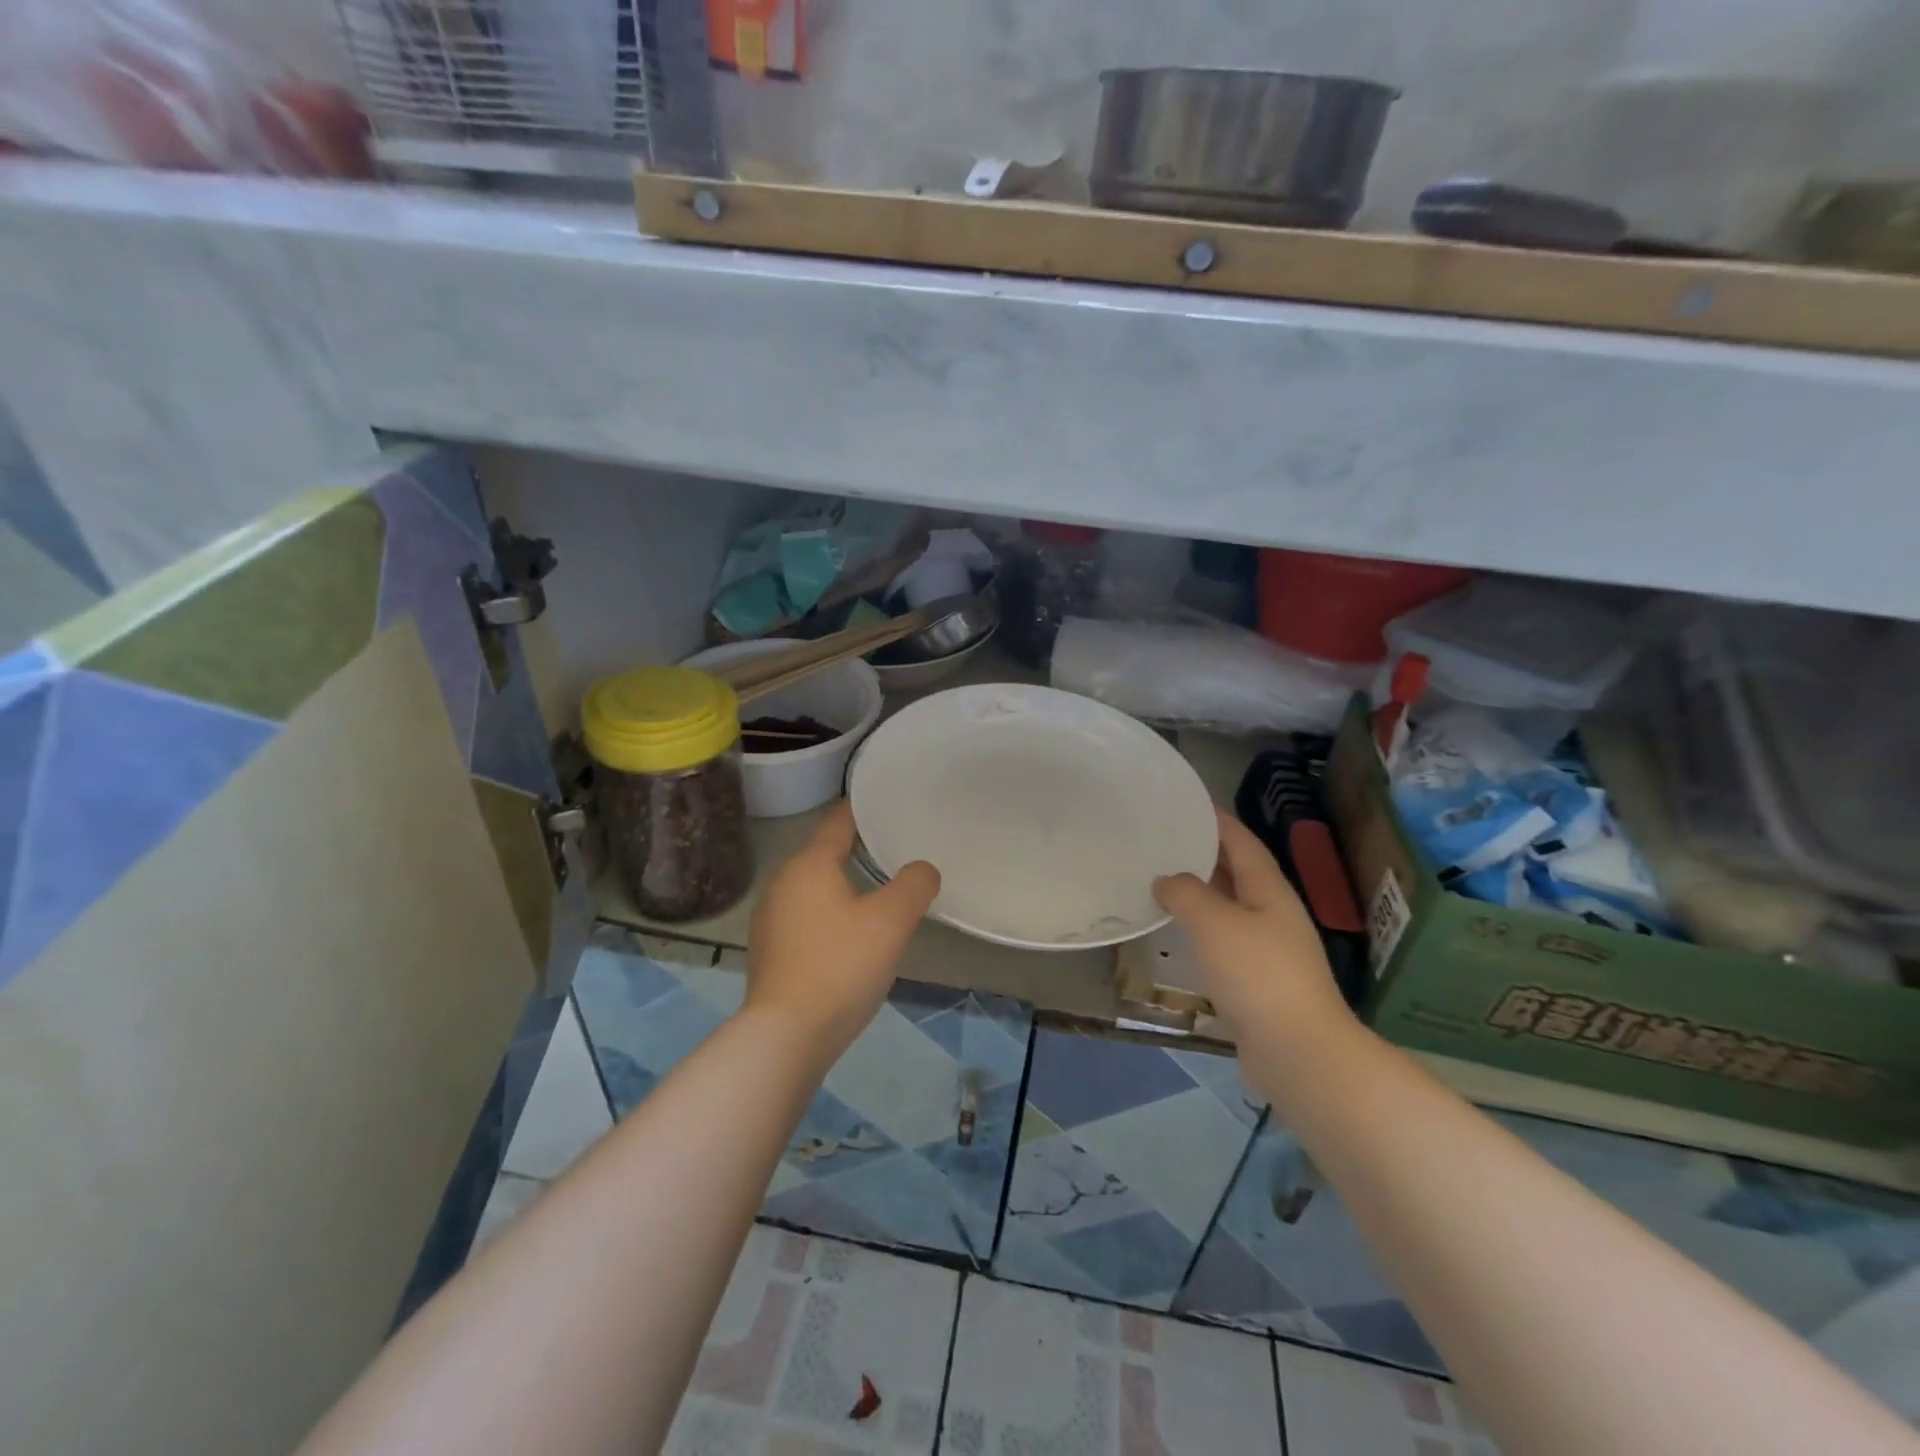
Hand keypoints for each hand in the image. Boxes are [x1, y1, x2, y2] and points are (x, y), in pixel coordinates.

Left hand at [745, 801, 940, 1061]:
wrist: (785, 1037)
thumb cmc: (840, 966)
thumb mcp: (890, 922)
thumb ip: (913, 885)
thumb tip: (922, 869)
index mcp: (809, 865)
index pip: (838, 822)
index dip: (862, 811)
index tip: (885, 804)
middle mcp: (782, 883)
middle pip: (823, 854)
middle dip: (855, 850)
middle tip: (893, 851)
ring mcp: (770, 919)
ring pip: (813, 888)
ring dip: (841, 886)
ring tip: (875, 893)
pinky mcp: (768, 951)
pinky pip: (804, 917)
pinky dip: (827, 915)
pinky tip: (847, 936)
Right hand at [1154, 809, 1356, 1050]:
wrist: (1298, 1053)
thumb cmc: (1258, 976)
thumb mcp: (1215, 923)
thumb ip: (1186, 893)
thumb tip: (1166, 880)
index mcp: (1270, 891)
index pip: (1242, 842)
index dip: (1217, 820)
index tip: (1187, 803)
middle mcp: (1272, 914)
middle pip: (1237, 872)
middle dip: (1204, 853)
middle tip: (1163, 839)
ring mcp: (1267, 949)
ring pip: (1228, 907)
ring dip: (1199, 891)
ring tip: (1161, 879)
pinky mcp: (1256, 981)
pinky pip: (1222, 939)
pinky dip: (1199, 927)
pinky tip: (1176, 932)